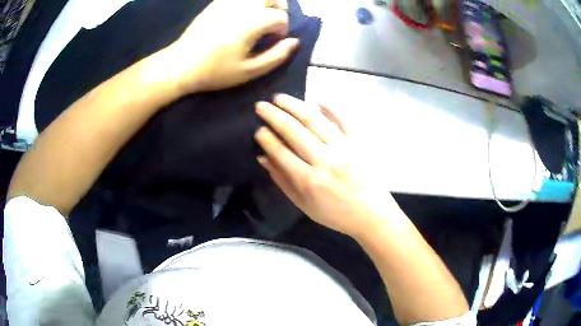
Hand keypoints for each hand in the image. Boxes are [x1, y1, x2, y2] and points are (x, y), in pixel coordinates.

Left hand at [163, 0, 298, 93]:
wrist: (180, 64)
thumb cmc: (215, 71)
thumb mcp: (249, 71)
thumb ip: (276, 56)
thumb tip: (294, 42)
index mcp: (253, 22)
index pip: (281, 18)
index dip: (282, 30)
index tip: (274, 41)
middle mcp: (243, 6)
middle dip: (278, 8)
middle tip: (272, 23)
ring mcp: (227, 2)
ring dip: (264, 3)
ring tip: (259, 17)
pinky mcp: (215, 3)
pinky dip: (247, 3)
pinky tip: (242, 15)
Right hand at [254, 95, 404, 237]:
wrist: (371, 215)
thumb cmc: (336, 214)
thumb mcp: (304, 205)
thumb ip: (283, 181)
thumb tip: (264, 158)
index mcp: (308, 180)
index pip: (281, 152)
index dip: (266, 138)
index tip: (258, 129)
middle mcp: (324, 160)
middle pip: (294, 131)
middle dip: (273, 116)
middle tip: (260, 106)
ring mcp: (343, 148)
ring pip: (314, 120)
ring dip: (294, 106)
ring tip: (279, 98)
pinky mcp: (358, 142)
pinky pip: (344, 120)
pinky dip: (331, 108)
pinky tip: (317, 100)